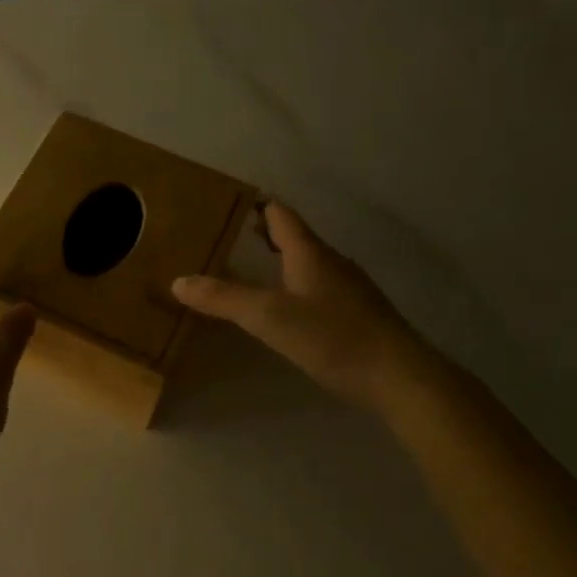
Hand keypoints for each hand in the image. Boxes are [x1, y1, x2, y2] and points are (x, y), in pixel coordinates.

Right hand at [172, 202, 421, 405]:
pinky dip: (295, 283)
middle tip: (231, 233)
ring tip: (252, 266)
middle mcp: (331, 262)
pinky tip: (286, 305)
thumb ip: (224, 298)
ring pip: (308, 262)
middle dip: (265, 232)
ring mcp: (348, 288)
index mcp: (310, 253)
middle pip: (295, 237)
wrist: (398, 376)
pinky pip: (319, 286)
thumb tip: (178, 281)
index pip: (281, 215)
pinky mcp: (357, 313)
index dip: (257, 205)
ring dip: (281, 259)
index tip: (230, 201)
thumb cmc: (332, 337)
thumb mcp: (268, 317)